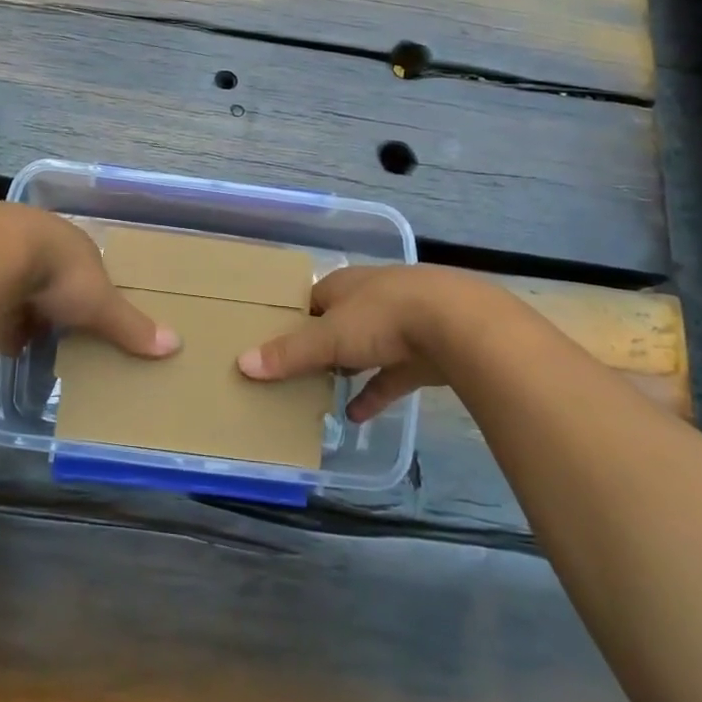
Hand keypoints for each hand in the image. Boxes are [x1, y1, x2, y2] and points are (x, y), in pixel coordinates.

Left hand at [0, 205, 181, 361]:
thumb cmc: (57, 274)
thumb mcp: (100, 305)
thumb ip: (131, 326)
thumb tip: (176, 345)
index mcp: (75, 243)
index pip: (86, 268)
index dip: (87, 294)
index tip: (85, 319)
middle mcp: (41, 237)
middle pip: (50, 275)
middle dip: (51, 304)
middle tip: (51, 334)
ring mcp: (3, 244)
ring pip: (17, 280)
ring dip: (19, 309)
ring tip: (20, 341)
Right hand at [236, 265, 485, 421]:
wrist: (459, 324)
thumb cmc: (383, 317)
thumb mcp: (329, 337)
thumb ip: (289, 353)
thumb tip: (242, 363)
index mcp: (344, 285)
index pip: (310, 299)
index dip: (293, 320)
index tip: (274, 343)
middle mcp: (371, 299)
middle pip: (338, 323)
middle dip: (321, 347)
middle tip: (295, 374)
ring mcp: (402, 324)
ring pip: (366, 348)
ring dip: (348, 371)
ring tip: (321, 396)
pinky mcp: (425, 353)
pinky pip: (392, 375)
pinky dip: (376, 394)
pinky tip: (358, 416)